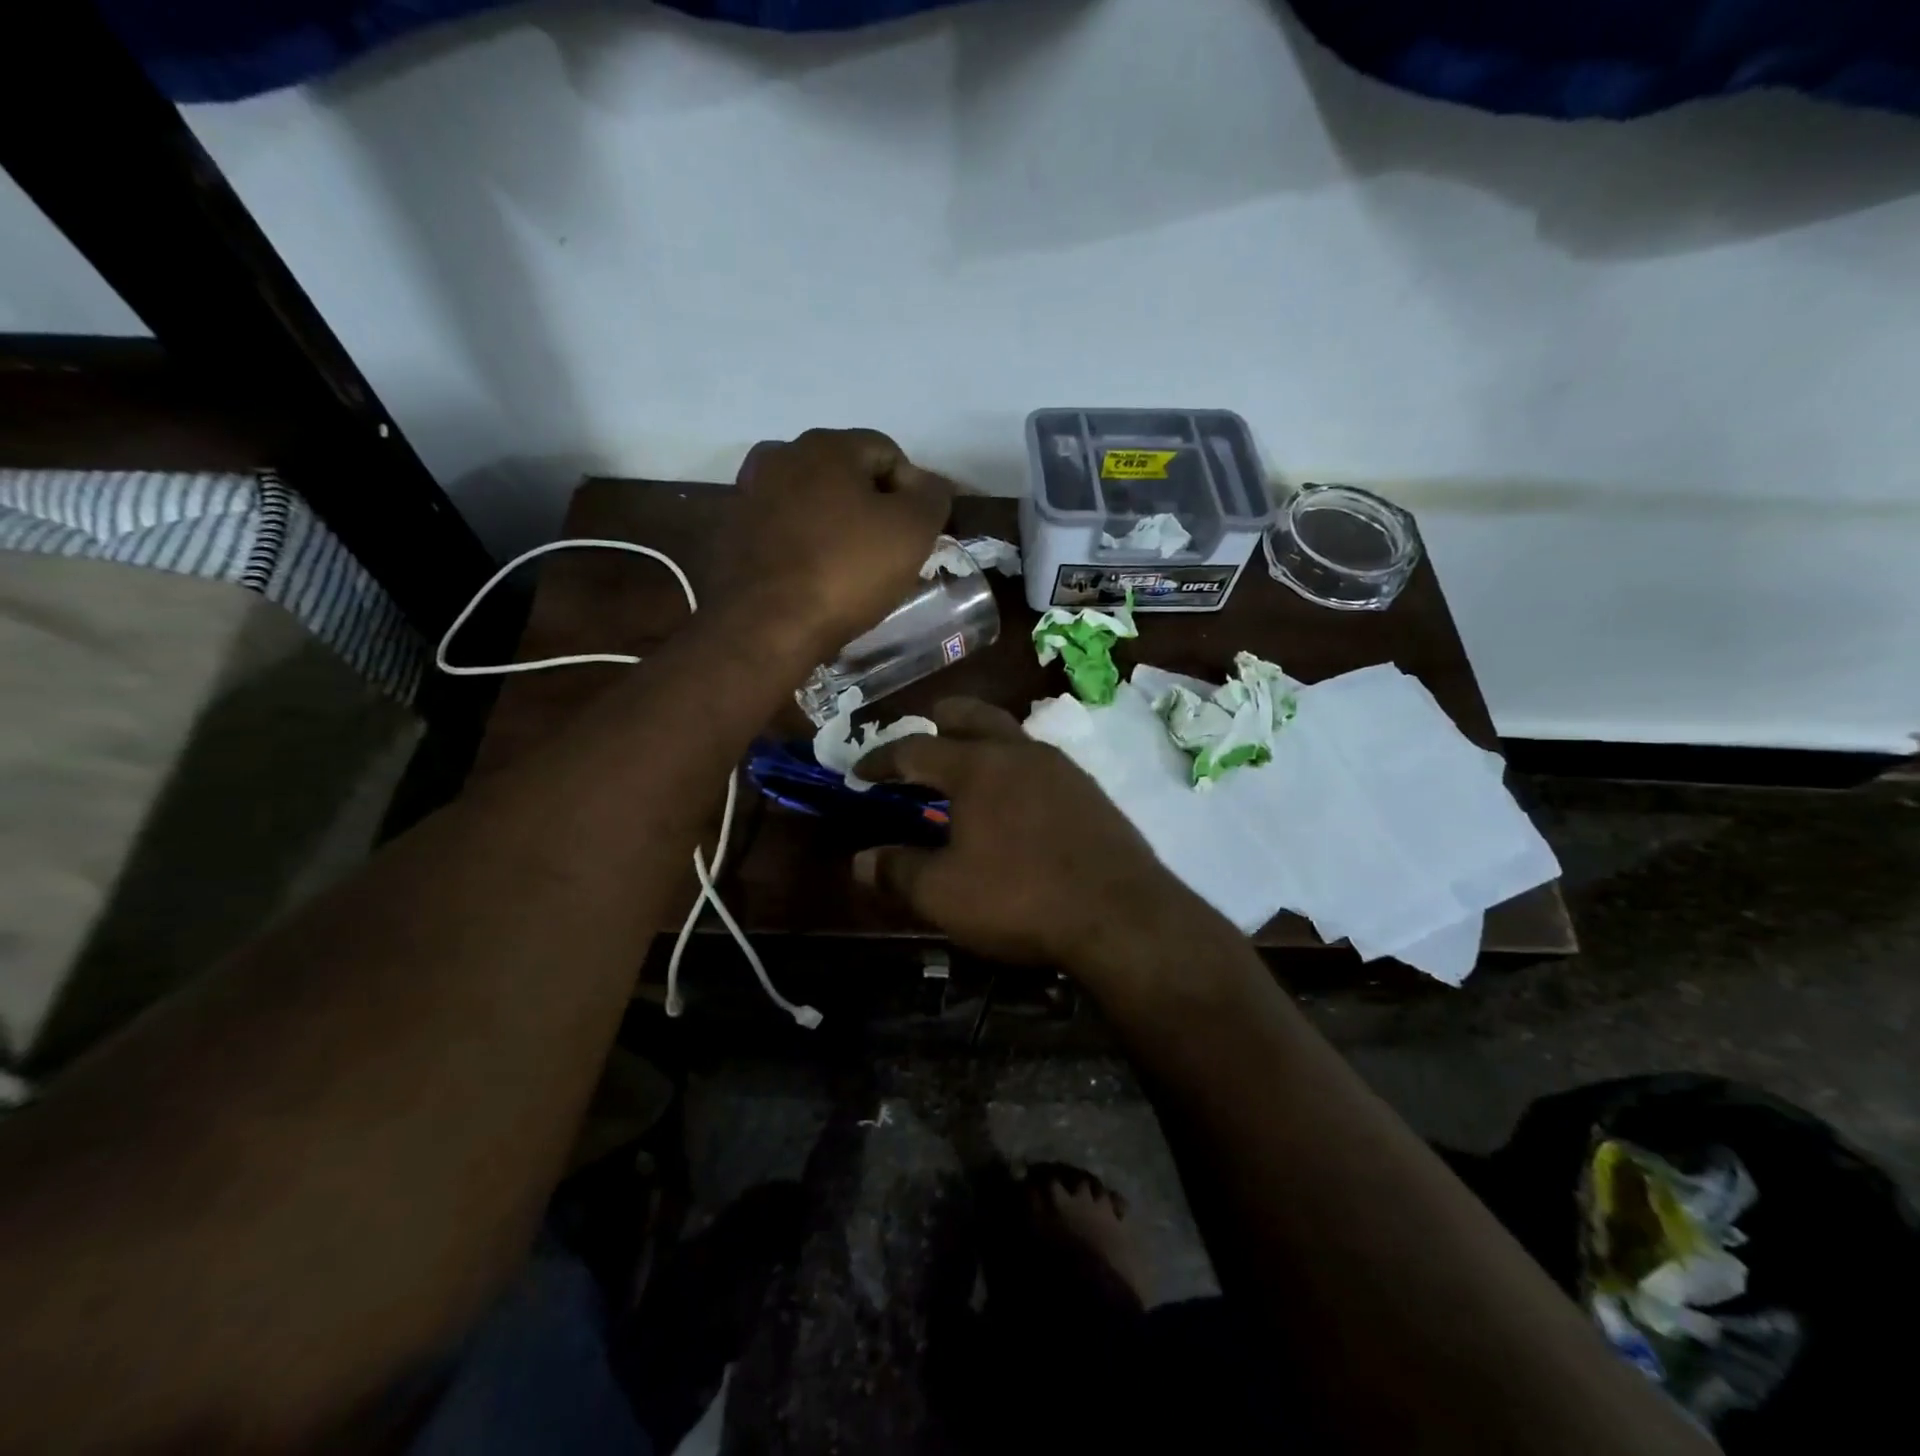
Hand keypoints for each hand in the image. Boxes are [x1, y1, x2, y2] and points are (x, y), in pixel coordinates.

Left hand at [722, 428, 954, 658]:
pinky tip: (813, 576)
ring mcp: (750, 494)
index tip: (916, 535)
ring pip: (812, 501)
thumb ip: (932, 496)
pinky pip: (783, 529)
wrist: (766, 626)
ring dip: (834, 524)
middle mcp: (782, 455)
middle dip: (871, 506)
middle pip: (846, 474)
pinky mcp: (733, 533)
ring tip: (848, 567)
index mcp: (827, 445)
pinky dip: (802, 544)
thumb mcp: (912, 531)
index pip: (888, 453)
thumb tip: (928, 485)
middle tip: (886, 552)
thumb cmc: (847, 571)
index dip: (912, 492)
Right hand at [851, 699, 1198, 975]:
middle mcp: (1018, 751)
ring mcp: (1061, 767)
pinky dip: (1012, 769)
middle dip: (937, 722)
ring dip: (979, 744)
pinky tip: (1012, 804)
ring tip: (963, 776)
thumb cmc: (1020, 898)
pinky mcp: (1090, 790)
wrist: (1121, 915)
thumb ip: (897, 871)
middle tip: (917, 745)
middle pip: (970, 714)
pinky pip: (1038, 763)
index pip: (914, 748)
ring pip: (1009, 735)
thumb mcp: (944, 894)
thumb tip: (861, 860)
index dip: (881, 758)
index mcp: (976, 766)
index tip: (860, 771)